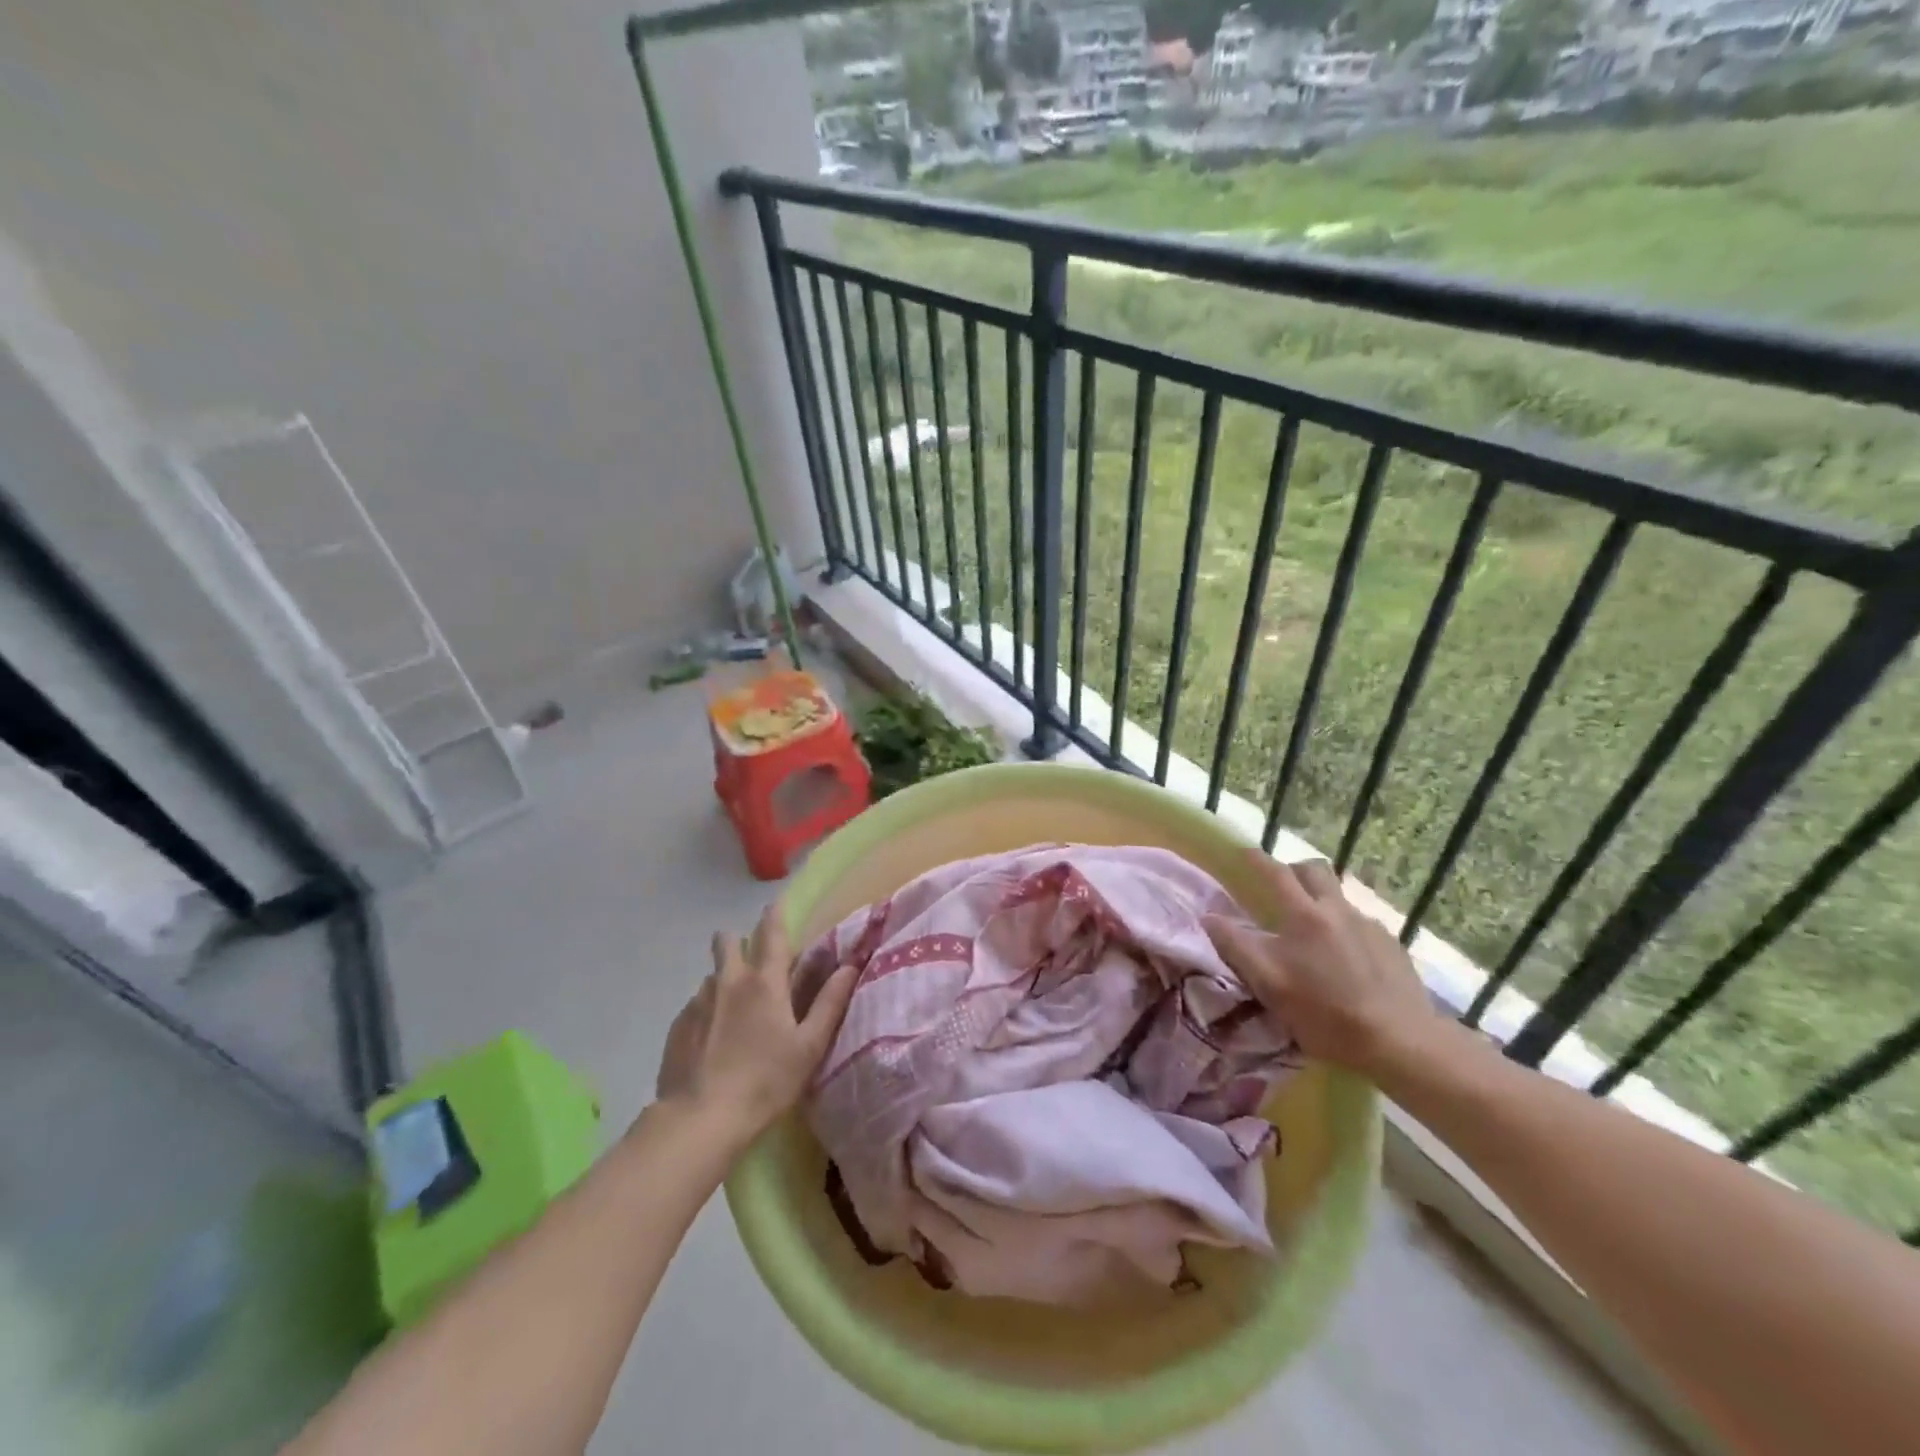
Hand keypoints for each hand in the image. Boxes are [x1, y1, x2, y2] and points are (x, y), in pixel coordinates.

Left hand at [656, 904, 858, 1142]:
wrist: (700, 1119)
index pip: (771, 934)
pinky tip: (713, 1041)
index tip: (774, 903)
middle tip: (751, 962)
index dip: (774, 915)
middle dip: (737, 941)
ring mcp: (698, 1002)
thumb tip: (850, 967)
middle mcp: (728, 981)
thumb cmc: (765, 1082)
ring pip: (712, 976)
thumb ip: (830, 1003)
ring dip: (724, 981)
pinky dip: (707, 1012)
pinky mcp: (678, 1026)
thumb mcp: (809, 1047)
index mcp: (765, 983)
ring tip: (733, 1014)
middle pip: (727, 942)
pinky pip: (696, 1005)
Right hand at [1206, 854, 1435, 1077]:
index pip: (1275, 873)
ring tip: (1313, 933)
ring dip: (1321, 902)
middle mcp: (1338, 909)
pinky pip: (1361, 925)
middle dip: (1294, 870)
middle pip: (1315, 870)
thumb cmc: (1325, 1013)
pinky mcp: (1392, 946)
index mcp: (1304, 914)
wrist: (1400, 1041)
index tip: (1242, 851)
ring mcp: (1370, 926)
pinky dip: (1345, 931)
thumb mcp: (1268, 983)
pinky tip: (1346, 961)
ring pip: (1339, 898)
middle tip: (1280, 888)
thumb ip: (1235, 946)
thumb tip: (1209, 917)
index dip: (1256, 859)